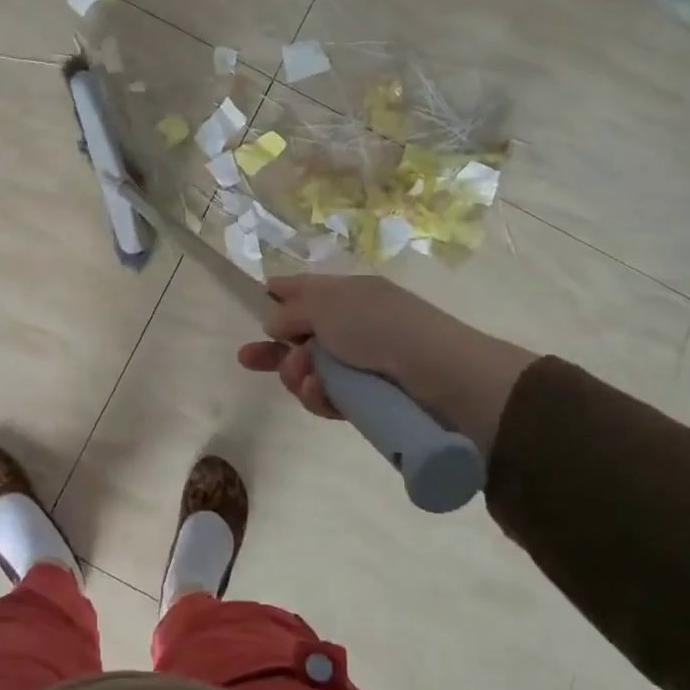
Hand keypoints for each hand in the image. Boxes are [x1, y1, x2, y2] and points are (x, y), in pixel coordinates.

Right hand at [236, 275, 535, 452]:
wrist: (442, 377)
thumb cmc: (381, 327)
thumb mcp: (328, 306)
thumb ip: (291, 311)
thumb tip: (273, 322)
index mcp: (348, 294)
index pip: (305, 289)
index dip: (278, 295)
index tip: (254, 304)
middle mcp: (352, 325)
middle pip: (301, 334)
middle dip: (274, 347)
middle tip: (246, 359)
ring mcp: (360, 364)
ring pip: (310, 370)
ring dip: (297, 373)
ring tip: (304, 378)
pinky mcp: (366, 400)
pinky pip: (328, 397)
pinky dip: (318, 395)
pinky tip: (317, 392)